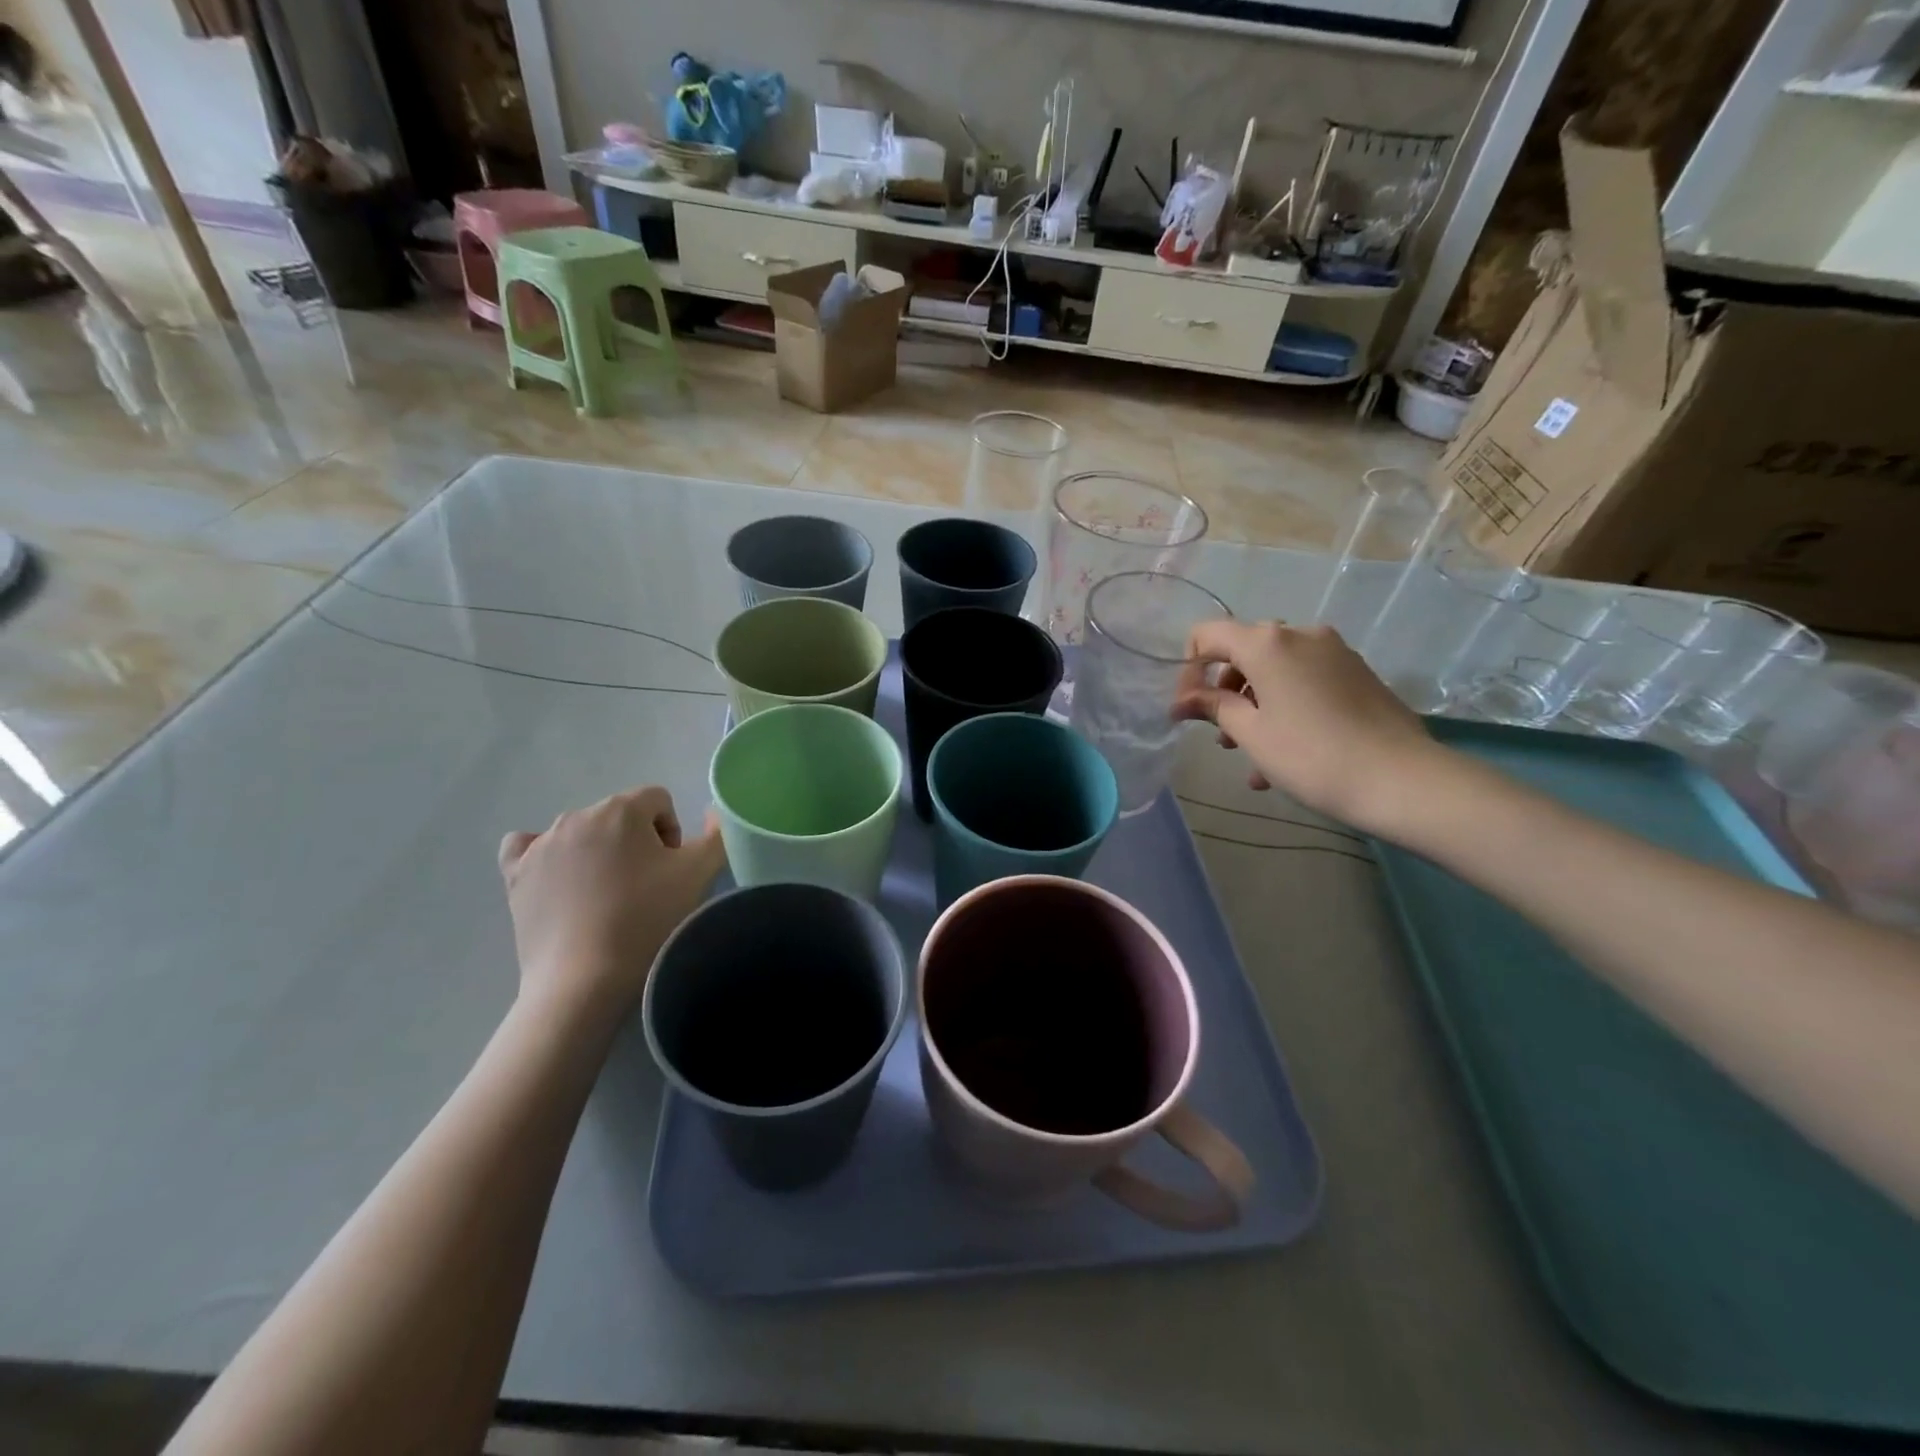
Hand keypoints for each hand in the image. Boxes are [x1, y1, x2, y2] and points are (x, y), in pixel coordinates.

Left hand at [499, 787, 725, 1024]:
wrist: (584, 980)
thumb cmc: (646, 919)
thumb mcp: (699, 874)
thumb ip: (715, 834)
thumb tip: (711, 812)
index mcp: (621, 809)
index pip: (658, 800)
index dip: (672, 832)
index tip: (671, 869)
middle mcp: (577, 816)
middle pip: (620, 815)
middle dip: (637, 842)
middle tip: (646, 886)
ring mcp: (541, 845)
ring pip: (581, 832)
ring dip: (599, 852)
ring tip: (608, 895)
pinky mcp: (515, 874)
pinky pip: (528, 847)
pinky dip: (546, 856)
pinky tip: (559, 879)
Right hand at [1173, 620, 1443, 834]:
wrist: (1401, 779)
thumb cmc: (1311, 755)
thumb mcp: (1251, 733)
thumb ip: (1213, 707)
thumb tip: (1182, 701)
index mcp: (1268, 643)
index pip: (1207, 635)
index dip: (1188, 669)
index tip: (1188, 709)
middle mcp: (1300, 635)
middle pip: (1244, 652)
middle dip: (1224, 692)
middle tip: (1221, 736)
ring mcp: (1334, 652)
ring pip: (1276, 671)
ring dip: (1254, 706)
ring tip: (1250, 756)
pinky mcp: (1356, 674)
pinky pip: (1305, 683)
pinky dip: (1285, 708)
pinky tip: (1283, 757)